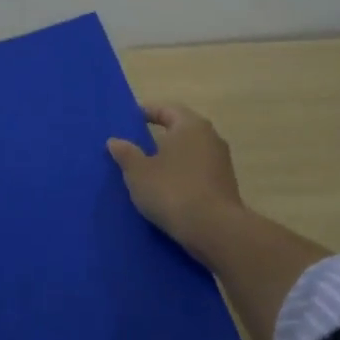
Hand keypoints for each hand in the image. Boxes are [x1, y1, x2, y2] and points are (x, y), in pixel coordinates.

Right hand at [107, 104, 244, 259]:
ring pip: (191, 152)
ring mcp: (221, 162)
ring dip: (172, 158)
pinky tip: (167, 189)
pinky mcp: (225, 185)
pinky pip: (198, 172)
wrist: (214, 229)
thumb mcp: (139, 172)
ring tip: (149, 169)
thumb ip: (126, 154)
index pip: (167, 109)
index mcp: (190, 126)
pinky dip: (182, 175)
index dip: (148, 112)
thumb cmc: (172, 191)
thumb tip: (115, 140)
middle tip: (137, 144)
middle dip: (160, 136)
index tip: (131, 119)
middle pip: (181, 130)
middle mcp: (210, 137)